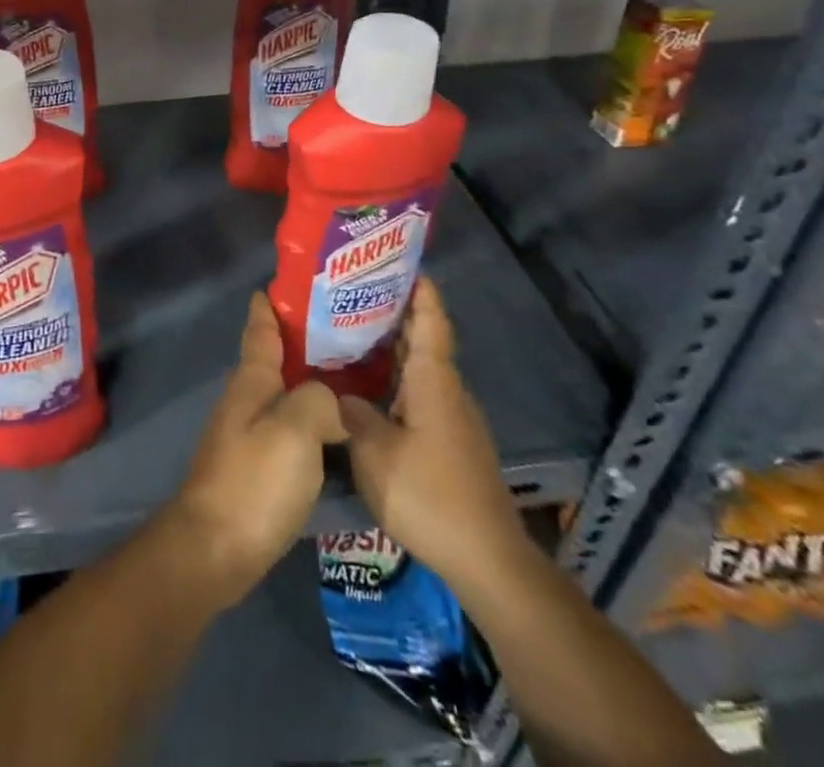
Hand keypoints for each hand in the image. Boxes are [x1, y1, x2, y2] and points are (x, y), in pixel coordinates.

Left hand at [163, 293, 345, 610]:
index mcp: (251, 381)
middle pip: (276, 359)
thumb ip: (319, 401)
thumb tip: (334, 401)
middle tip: (348, 328)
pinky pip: (290, 427)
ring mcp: (249, 434)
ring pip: (284, 393)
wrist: (215, 549)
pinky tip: (337, 428)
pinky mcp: (258, 467)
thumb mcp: (294, 430)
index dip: (272, 304)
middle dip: (304, 340)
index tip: (291, 283)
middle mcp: (247, 399)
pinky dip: (312, 417)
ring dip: (311, 380)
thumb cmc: (254, 481)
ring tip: (353, 375)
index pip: (260, 329)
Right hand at [339, 278, 524, 584]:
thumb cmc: (429, 495)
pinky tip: (368, 387)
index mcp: (433, 381)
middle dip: (393, 313)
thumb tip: (336, 392)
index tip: (400, 262)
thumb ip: (352, 414)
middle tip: (352, 293)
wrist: (487, 561)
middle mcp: (447, 390)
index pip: (430, 321)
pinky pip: (420, 393)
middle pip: (423, 339)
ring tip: (350, 333)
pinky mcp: (452, 443)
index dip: (419, 290)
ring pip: (420, 368)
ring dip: (391, 348)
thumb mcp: (375, 452)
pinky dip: (396, 378)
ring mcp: (453, 418)